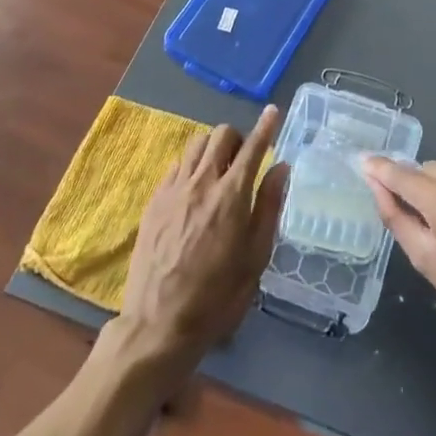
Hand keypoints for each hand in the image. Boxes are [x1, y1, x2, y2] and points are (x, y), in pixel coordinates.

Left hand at [112, 105, 288, 381]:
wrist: (158, 323)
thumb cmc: (217, 296)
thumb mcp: (255, 258)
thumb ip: (268, 207)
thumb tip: (281, 168)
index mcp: (231, 195)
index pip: (253, 147)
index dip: (265, 127)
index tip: (272, 111)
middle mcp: (202, 182)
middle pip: (221, 135)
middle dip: (238, 138)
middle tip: (244, 161)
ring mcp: (173, 189)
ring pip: (196, 144)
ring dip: (213, 148)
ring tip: (219, 171)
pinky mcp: (154, 200)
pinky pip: (176, 165)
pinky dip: (191, 165)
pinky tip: (194, 188)